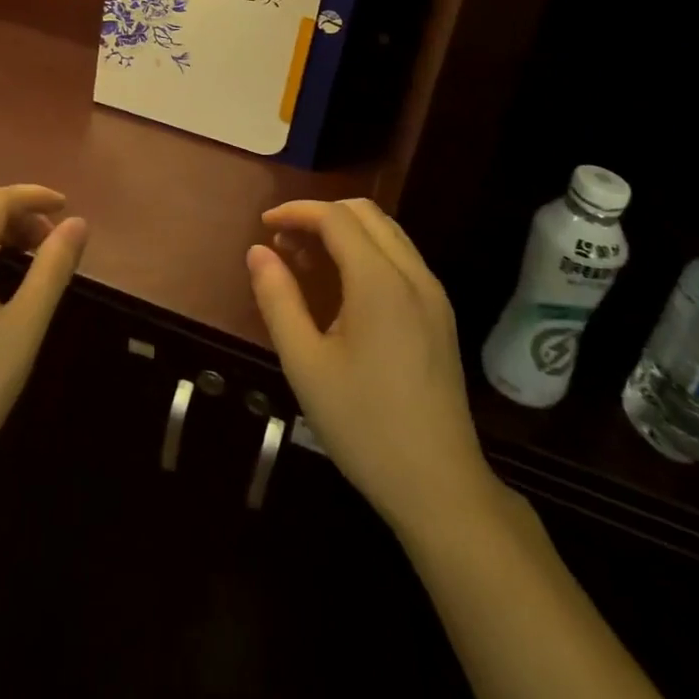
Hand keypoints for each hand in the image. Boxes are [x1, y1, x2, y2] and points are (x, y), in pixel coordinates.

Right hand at [247, 198, 490, 533]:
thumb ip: (278, 300)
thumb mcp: (305, 365)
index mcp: (380, 282)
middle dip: (320, 215)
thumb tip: (258, 252)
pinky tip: (343, 285)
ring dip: (345, 231)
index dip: (296, 211)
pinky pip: (401, 258)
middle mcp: (413, 274)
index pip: (335, 218)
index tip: (264, 225)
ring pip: (386, 232)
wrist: (440, 486)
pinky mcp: (440, 314)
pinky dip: (367, 251)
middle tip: (283, 242)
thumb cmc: (364, 426)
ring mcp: (433, 293)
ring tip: (307, 259)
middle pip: (365, 213)